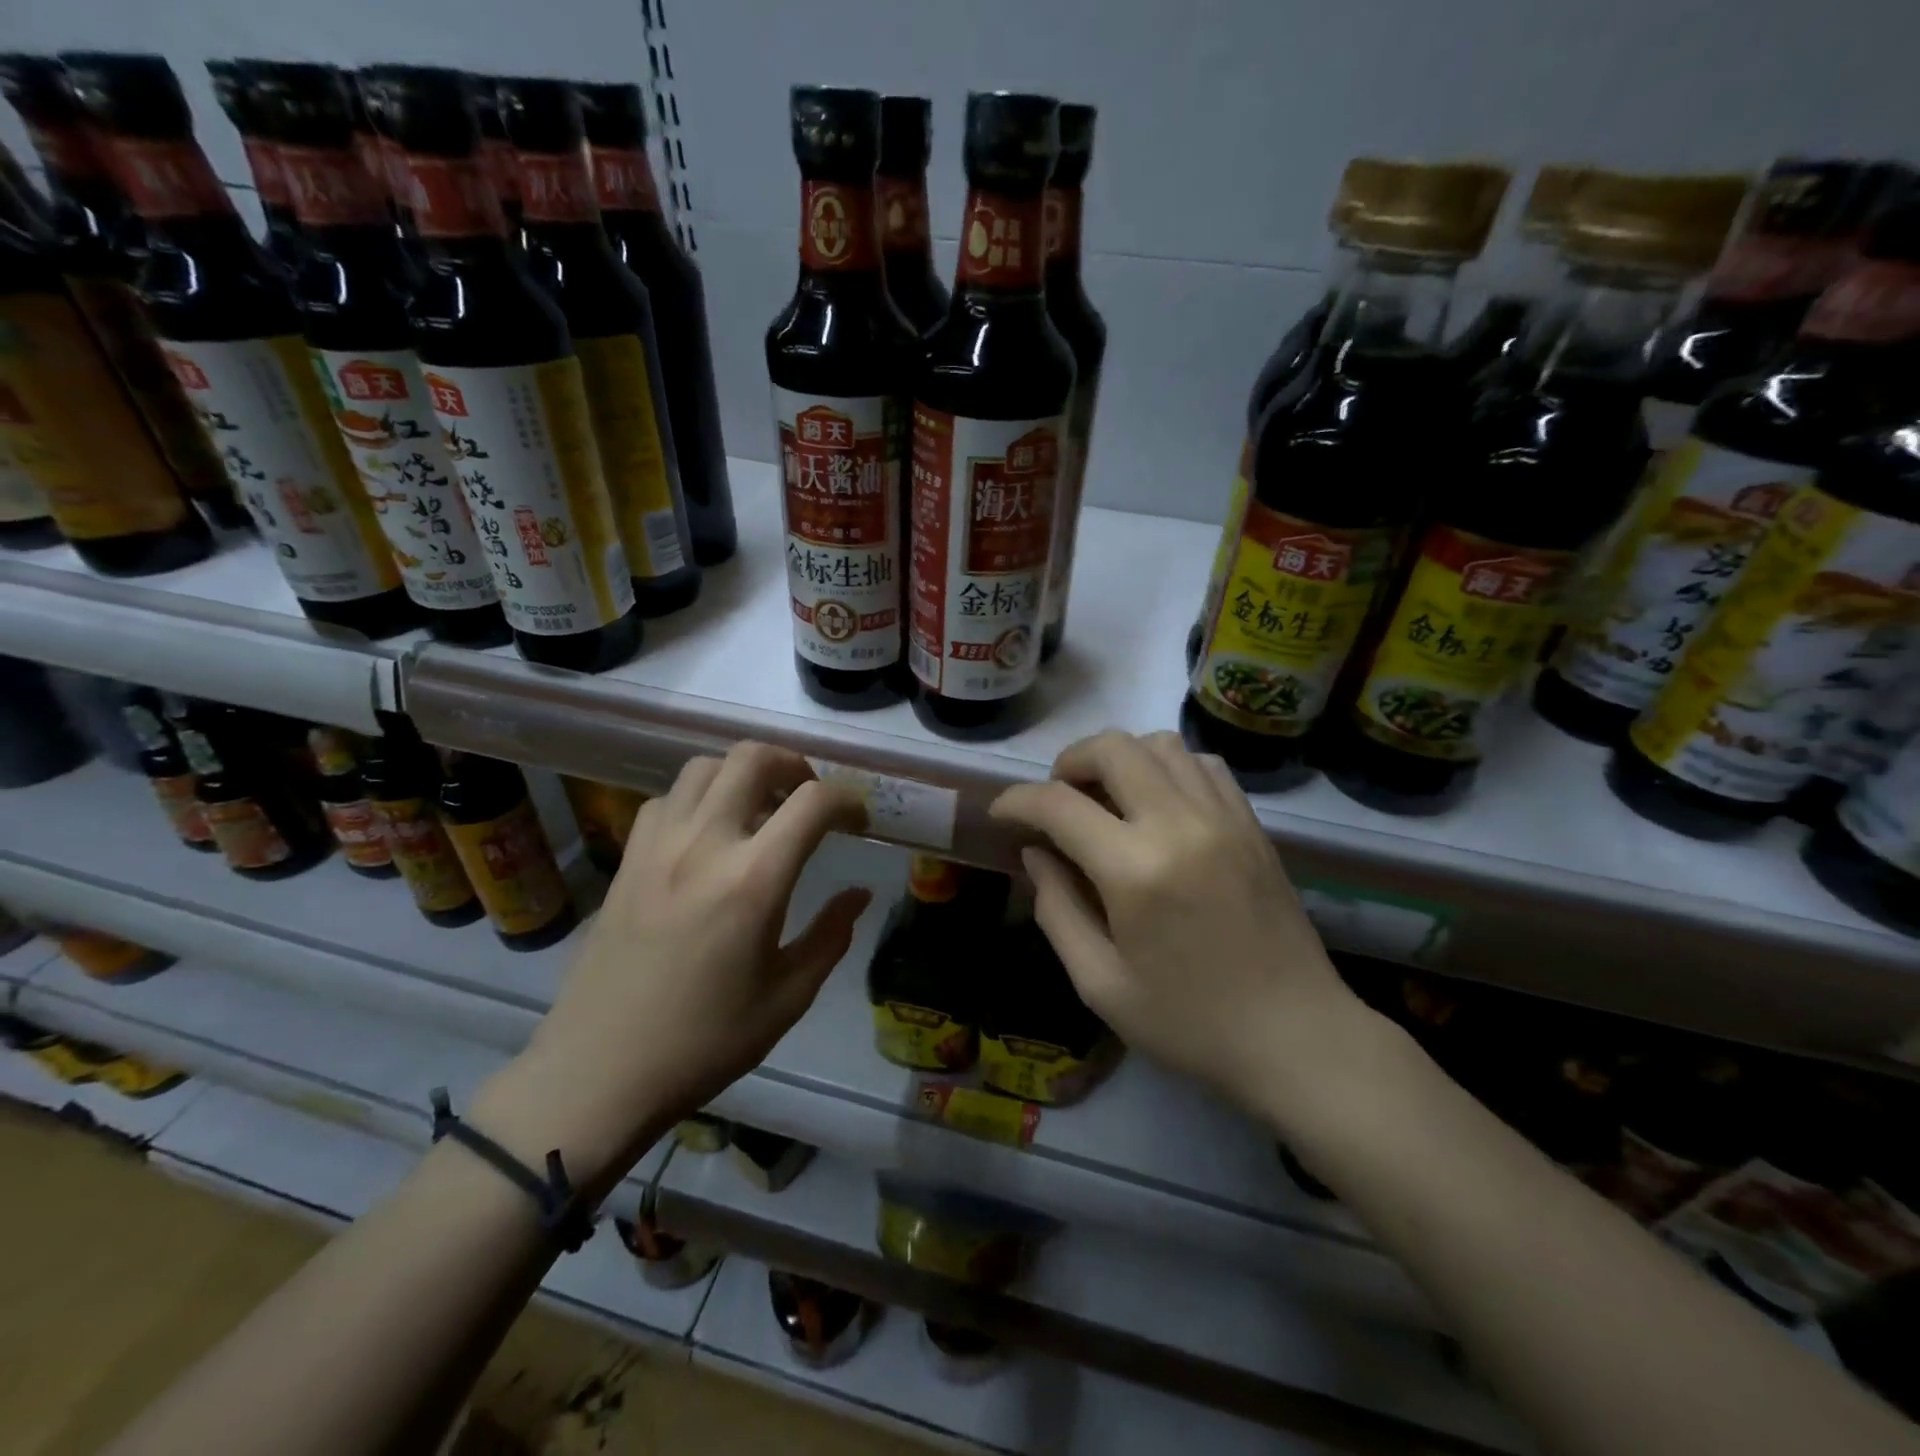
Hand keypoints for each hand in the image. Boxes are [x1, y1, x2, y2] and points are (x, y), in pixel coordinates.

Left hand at [478, 744, 869, 1198]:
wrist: (600, 1071)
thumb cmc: (705, 1041)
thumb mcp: (788, 997)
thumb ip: (831, 936)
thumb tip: (859, 894)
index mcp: (754, 880)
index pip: (813, 802)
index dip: (847, 799)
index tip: (858, 821)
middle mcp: (705, 844)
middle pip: (752, 757)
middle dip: (793, 765)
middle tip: (808, 798)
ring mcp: (658, 846)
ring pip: (704, 767)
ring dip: (741, 774)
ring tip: (759, 809)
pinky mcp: (628, 859)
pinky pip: (667, 799)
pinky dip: (698, 798)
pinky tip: (707, 835)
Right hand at [990, 731, 1366, 1120]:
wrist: (1296, 1036)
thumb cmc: (1189, 1023)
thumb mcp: (1100, 984)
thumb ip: (1057, 909)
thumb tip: (1036, 853)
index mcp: (1135, 870)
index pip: (1058, 804)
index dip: (1017, 801)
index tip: (1001, 814)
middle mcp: (1179, 824)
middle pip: (1111, 748)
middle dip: (1067, 763)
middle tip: (1056, 801)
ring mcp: (1223, 817)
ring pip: (1159, 744)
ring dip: (1118, 758)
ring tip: (1105, 798)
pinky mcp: (1252, 823)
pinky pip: (1202, 763)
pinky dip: (1167, 767)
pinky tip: (1158, 804)